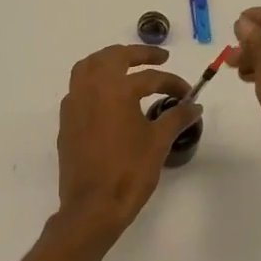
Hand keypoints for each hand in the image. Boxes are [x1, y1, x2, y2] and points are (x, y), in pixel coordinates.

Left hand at [53, 45, 200, 238]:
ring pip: (88, 66)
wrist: (92, 206)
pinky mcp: (66, 120)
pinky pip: (78, 87)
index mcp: (115, 89)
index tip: (187, 93)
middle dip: (138, 54)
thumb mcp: (158, 142)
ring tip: (128, 66)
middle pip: (113, 57)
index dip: (172, 83)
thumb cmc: (129, 171)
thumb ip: (176, 117)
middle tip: (159, 58)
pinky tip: (108, 95)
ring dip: (109, 60)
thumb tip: (194, 105)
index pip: (149, 77)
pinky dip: (94, 81)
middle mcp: (91, 88)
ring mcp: (74, 103)